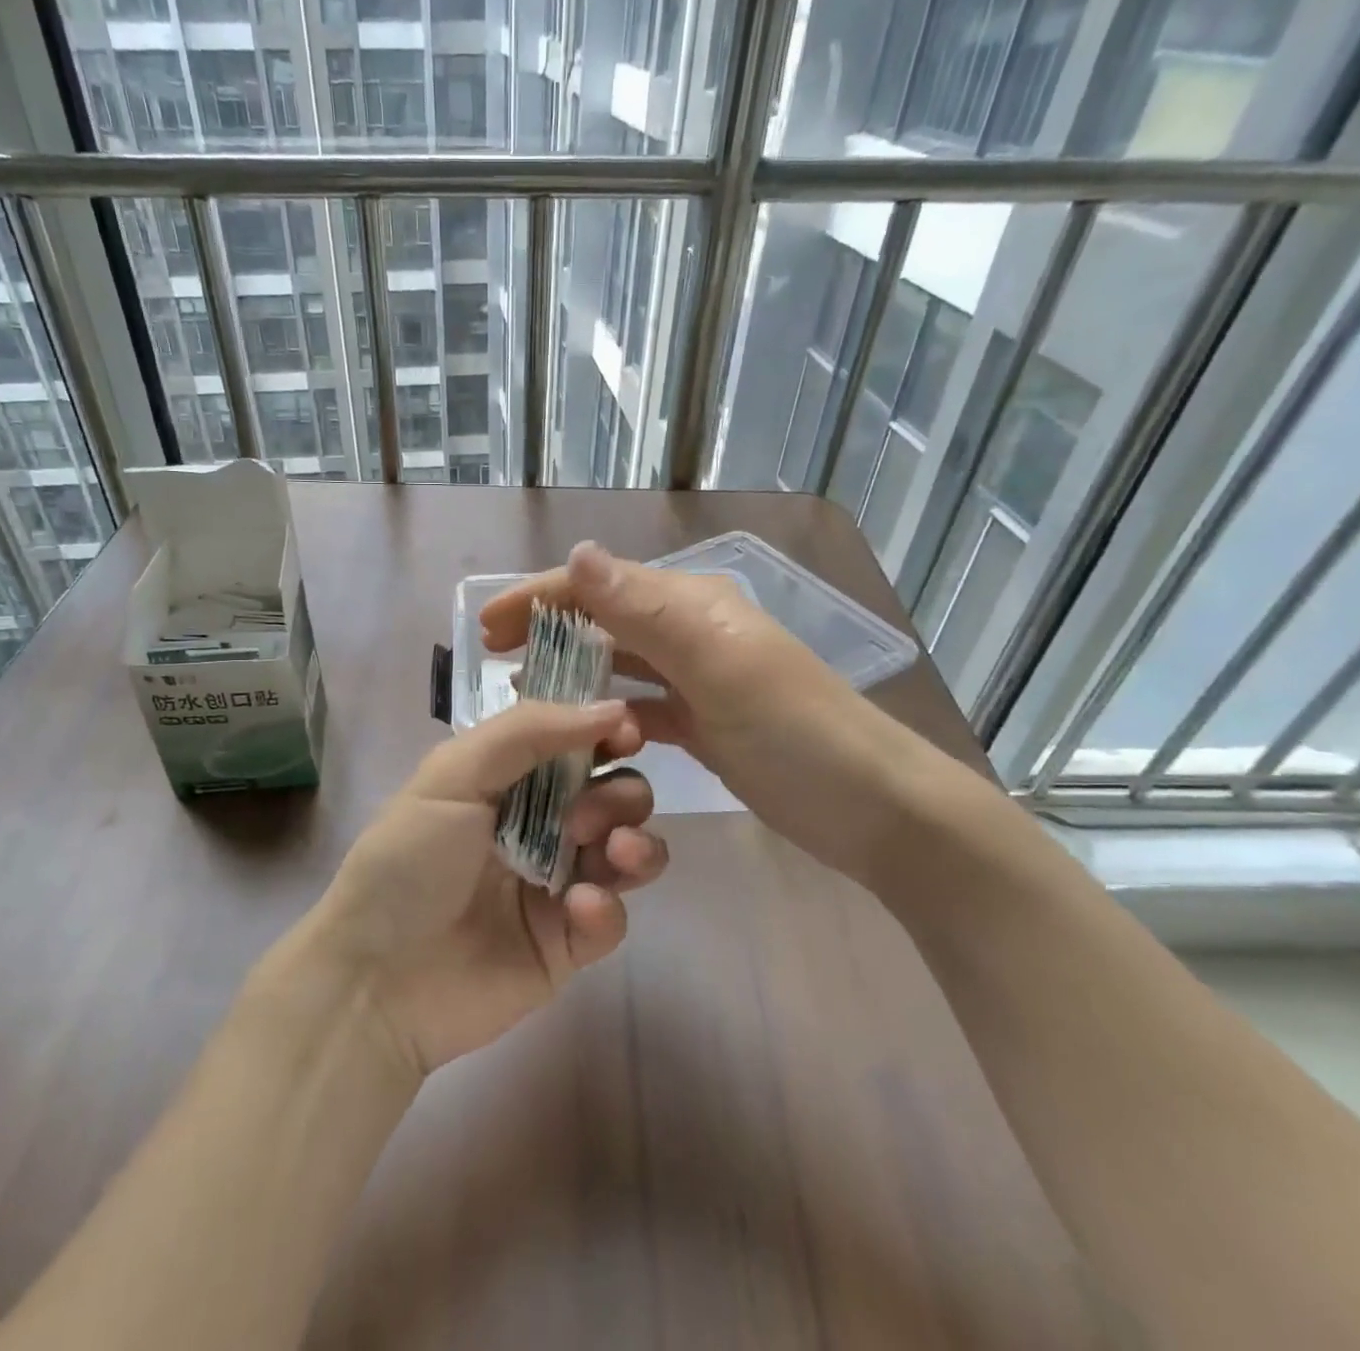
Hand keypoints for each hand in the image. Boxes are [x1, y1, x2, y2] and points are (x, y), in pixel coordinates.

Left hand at [297, 699, 667, 1076]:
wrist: (376, 979)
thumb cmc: (408, 860)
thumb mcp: (453, 775)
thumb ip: (529, 731)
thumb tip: (613, 706)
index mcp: (509, 781)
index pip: (575, 744)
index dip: (608, 734)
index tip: (628, 734)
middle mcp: (539, 826)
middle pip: (614, 795)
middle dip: (619, 795)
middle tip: (587, 816)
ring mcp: (556, 885)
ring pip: (628, 852)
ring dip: (635, 843)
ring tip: (613, 852)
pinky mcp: (568, 944)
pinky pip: (613, 917)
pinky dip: (607, 908)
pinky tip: (578, 909)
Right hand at [480, 542, 934, 879]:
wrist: (874, 807)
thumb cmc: (796, 733)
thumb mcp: (719, 666)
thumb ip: (646, 612)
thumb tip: (577, 552)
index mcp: (691, 605)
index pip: (598, 586)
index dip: (538, 597)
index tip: (485, 627)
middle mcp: (691, 631)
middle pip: (603, 619)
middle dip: (546, 628)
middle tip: (491, 656)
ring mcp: (698, 678)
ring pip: (618, 662)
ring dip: (570, 668)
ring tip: (521, 690)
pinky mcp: (704, 722)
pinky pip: (640, 705)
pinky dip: (605, 710)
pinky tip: (578, 729)